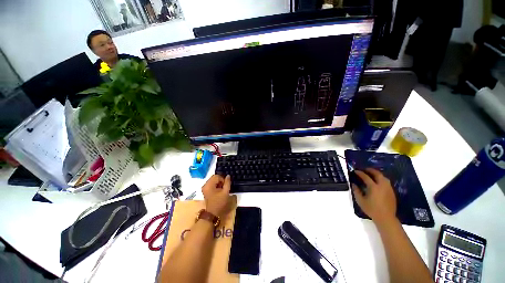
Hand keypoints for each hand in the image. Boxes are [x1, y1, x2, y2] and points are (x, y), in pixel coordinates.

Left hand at [201, 175, 231, 217]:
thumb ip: (227, 183)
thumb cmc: (219, 202)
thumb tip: (228, 176)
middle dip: (220, 180)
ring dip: (218, 183)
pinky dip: (215, 185)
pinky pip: (211, 184)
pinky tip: (218, 191)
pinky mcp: (205, 190)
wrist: (212, 213)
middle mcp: (205, 185)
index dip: (222, 179)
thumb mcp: (225, 192)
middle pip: (214, 177)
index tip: (225, 185)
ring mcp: (204, 188)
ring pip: (213, 180)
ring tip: (221, 189)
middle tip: (224, 187)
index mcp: (209, 185)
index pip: (217, 176)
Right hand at [352, 168, 396, 224]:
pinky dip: (381, 179)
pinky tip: (378, 182)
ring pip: (384, 177)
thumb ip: (356, 191)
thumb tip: (353, 184)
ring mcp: (388, 189)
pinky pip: (386, 182)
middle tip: (365, 169)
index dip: (360, 173)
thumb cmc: (371, 209)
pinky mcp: (392, 192)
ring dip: (377, 174)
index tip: (355, 171)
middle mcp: (382, 186)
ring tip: (372, 174)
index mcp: (374, 187)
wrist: (386, 218)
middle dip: (371, 170)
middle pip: (377, 174)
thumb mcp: (360, 200)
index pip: (366, 177)